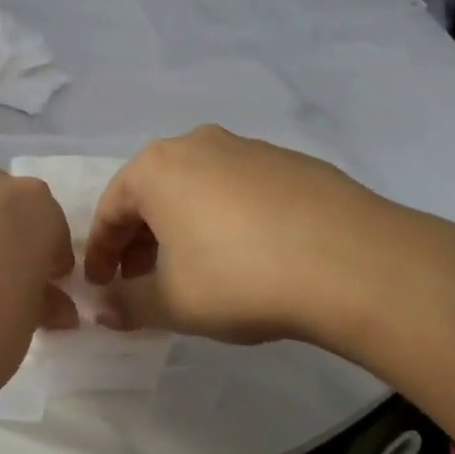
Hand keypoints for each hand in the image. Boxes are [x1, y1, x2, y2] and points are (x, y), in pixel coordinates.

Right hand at [83, 125, 428, 355]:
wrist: (355, 262)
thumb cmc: (241, 277)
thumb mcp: (175, 303)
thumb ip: (129, 303)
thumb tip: (101, 309)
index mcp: (156, 168)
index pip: (110, 210)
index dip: (100, 253)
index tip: (100, 286)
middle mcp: (195, 144)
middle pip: (151, 194)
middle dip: (140, 241)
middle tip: (142, 282)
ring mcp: (246, 147)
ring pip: (195, 188)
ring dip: (181, 227)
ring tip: (193, 270)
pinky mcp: (288, 161)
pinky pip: (237, 188)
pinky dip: (224, 218)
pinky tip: (245, 254)